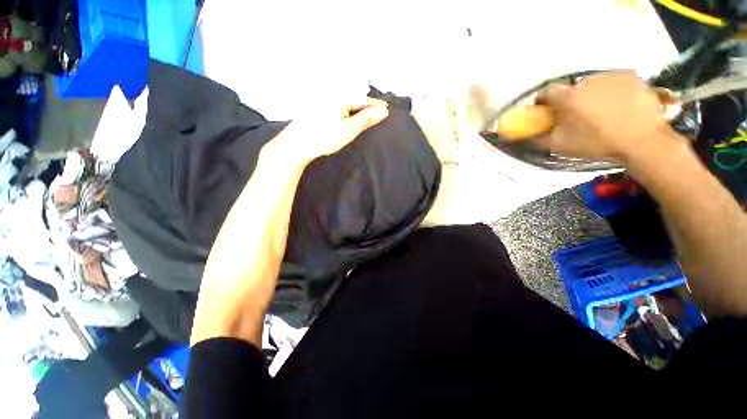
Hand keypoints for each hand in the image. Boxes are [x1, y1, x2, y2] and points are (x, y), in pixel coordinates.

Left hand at [270, 98, 389, 163]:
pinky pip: (337, 106)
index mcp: (340, 97)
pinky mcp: (317, 108)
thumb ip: (366, 119)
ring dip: (356, 108)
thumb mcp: (348, 129)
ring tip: (366, 115)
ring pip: (345, 102)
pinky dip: (346, 111)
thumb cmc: (324, 137)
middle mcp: (331, 95)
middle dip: (366, 105)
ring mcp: (322, 101)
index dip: (375, 104)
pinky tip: (347, 116)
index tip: (386, 108)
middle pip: (354, 99)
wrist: (297, 144)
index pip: (363, 99)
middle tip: (378, 111)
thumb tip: (383, 112)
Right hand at [535, 72, 683, 162]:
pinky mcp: (629, 76)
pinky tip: (618, 106)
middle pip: (570, 90)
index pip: (545, 93)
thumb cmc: (597, 143)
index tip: (545, 111)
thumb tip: (526, 133)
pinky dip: (610, 92)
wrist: (642, 140)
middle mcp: (586, 81)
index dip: (543, 102)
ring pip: (592, 85)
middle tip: (577, 116)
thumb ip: (539, 137)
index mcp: (567, 97)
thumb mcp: (561, 145)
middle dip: (569, 101)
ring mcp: (609, 76)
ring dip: (590, 96)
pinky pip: (612, 83)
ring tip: (601, 112)